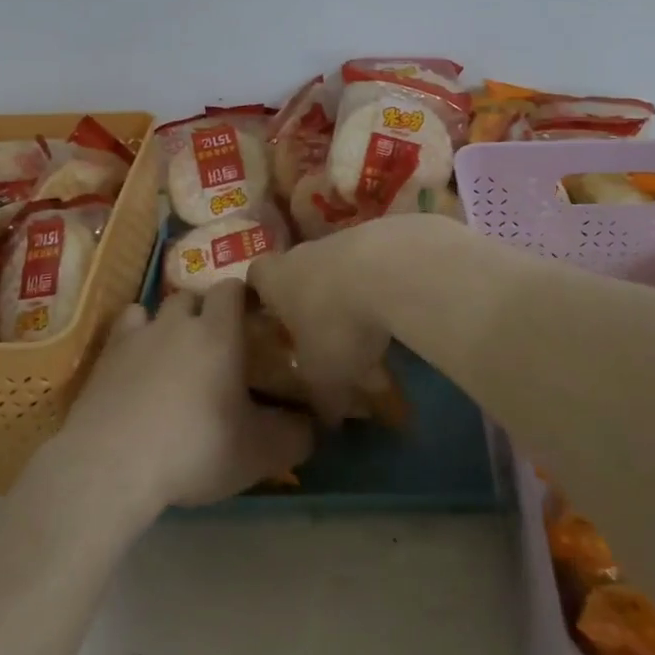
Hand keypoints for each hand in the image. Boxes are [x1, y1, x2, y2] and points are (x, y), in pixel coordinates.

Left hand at [53, 281, 313, 518]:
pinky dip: (133, 338)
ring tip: (173, 356)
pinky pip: (125, 330)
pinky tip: (136, 364)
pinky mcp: (106, 355)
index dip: (243, 299)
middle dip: (204, 314)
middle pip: (194, 297)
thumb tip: (314, 424)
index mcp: (219, 331)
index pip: (233, 288)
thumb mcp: (260, 452)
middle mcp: (179, 321)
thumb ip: (295, 435)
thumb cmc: (195, 448)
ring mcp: (138, 334)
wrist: (112, 464)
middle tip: (215, 347)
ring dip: (168, 325)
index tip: (252, 321)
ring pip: (157, 310)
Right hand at [247, 214, 470, 425]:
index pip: (255, 277)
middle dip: (310, 301)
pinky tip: (398, 313)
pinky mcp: (383, 233)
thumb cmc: (337, 325)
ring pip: (339, 268)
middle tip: (324, 335)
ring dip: (351, 295)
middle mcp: (304, 252)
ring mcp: (344, 238)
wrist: (391, 270)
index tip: (272, 319)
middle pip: (299, 271)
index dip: (261, 296)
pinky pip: (374, 264)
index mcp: (276, 279)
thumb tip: (327, 421)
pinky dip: (382, 285)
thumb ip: (321, 399)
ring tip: (372, 334)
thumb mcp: (325, 378)